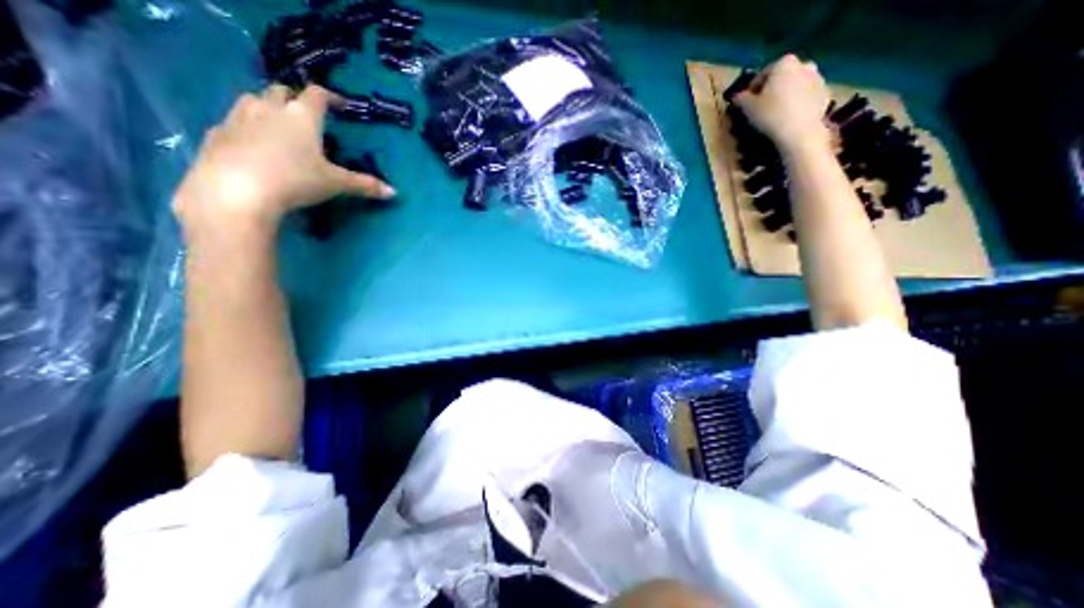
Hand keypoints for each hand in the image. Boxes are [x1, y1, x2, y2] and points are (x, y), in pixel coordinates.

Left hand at [169, 86, 390, 237]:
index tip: (341, 105)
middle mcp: (268, 109)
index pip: (317, 95)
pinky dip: (246, 127)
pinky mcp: (216, 134)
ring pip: (252, 100)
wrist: (236, 192)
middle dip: (294, 98)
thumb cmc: (296, 180)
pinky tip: (252, 146)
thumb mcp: (336, 184)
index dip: (331, 97)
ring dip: (266, 107)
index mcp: (301, 117)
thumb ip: (365, 185)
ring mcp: (238, 118)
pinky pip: (233, 122)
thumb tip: (394, 193)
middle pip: (280, 91)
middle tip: (306, 115)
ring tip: (277, 125)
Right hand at [737, 53, 832, 155]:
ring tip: (775, 114)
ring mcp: (818, 78)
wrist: (799, 132)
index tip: (746, 103)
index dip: (752, 89)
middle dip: (772, 90)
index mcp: (784, 63)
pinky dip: (797, 104)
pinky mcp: (825, 94)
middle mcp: (804, 64)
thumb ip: (741, 99)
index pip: (763, 73)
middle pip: (783, 77)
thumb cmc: (770, 115)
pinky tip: (788, 118)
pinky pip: (806, 97)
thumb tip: (737, 96)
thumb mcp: (748, 108)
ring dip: (785, 96)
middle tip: (761, 107)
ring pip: (796, 86)